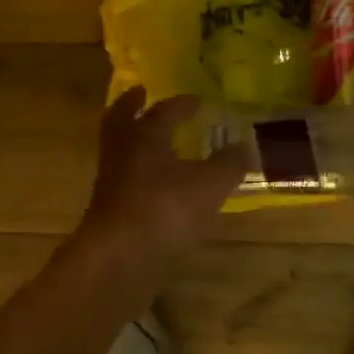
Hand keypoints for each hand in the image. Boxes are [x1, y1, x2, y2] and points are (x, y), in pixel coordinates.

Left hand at [79, 87, 247, 264]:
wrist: (118, 259)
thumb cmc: (164, 209)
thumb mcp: (210, 185)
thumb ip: (229, 163)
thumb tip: (244, 145)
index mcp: (145, 135)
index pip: (164, 110)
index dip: (183, 103)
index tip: (198, 100)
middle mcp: (122, 152)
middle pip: (120, 119)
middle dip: (132, 105)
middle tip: (141, 95)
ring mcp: (111, 183)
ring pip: (119, 151)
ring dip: (134, 142)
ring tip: (155, 143)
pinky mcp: (108, 212)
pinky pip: (123, 182)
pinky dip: (138, 176)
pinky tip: (158, 187)